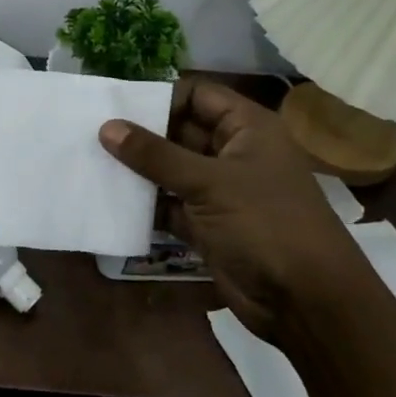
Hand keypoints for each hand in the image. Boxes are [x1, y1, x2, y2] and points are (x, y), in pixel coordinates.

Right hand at [100, 78, 361, 338]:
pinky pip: (169, 204)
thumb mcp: (209, 183)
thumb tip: (107, 128)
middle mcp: (233, 153)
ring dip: (138, 170)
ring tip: (90, 162)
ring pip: (171, 170)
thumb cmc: (265, 224)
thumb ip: (155, 155)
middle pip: (180, 132)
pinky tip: (108, 199)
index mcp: (247, 129)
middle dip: (141, 134)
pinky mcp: (207, 225)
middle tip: (90, 133)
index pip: (198, 95)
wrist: (305, 301)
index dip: (160, 97)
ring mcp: (220, 191)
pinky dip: (144, 203)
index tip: (115, 105)